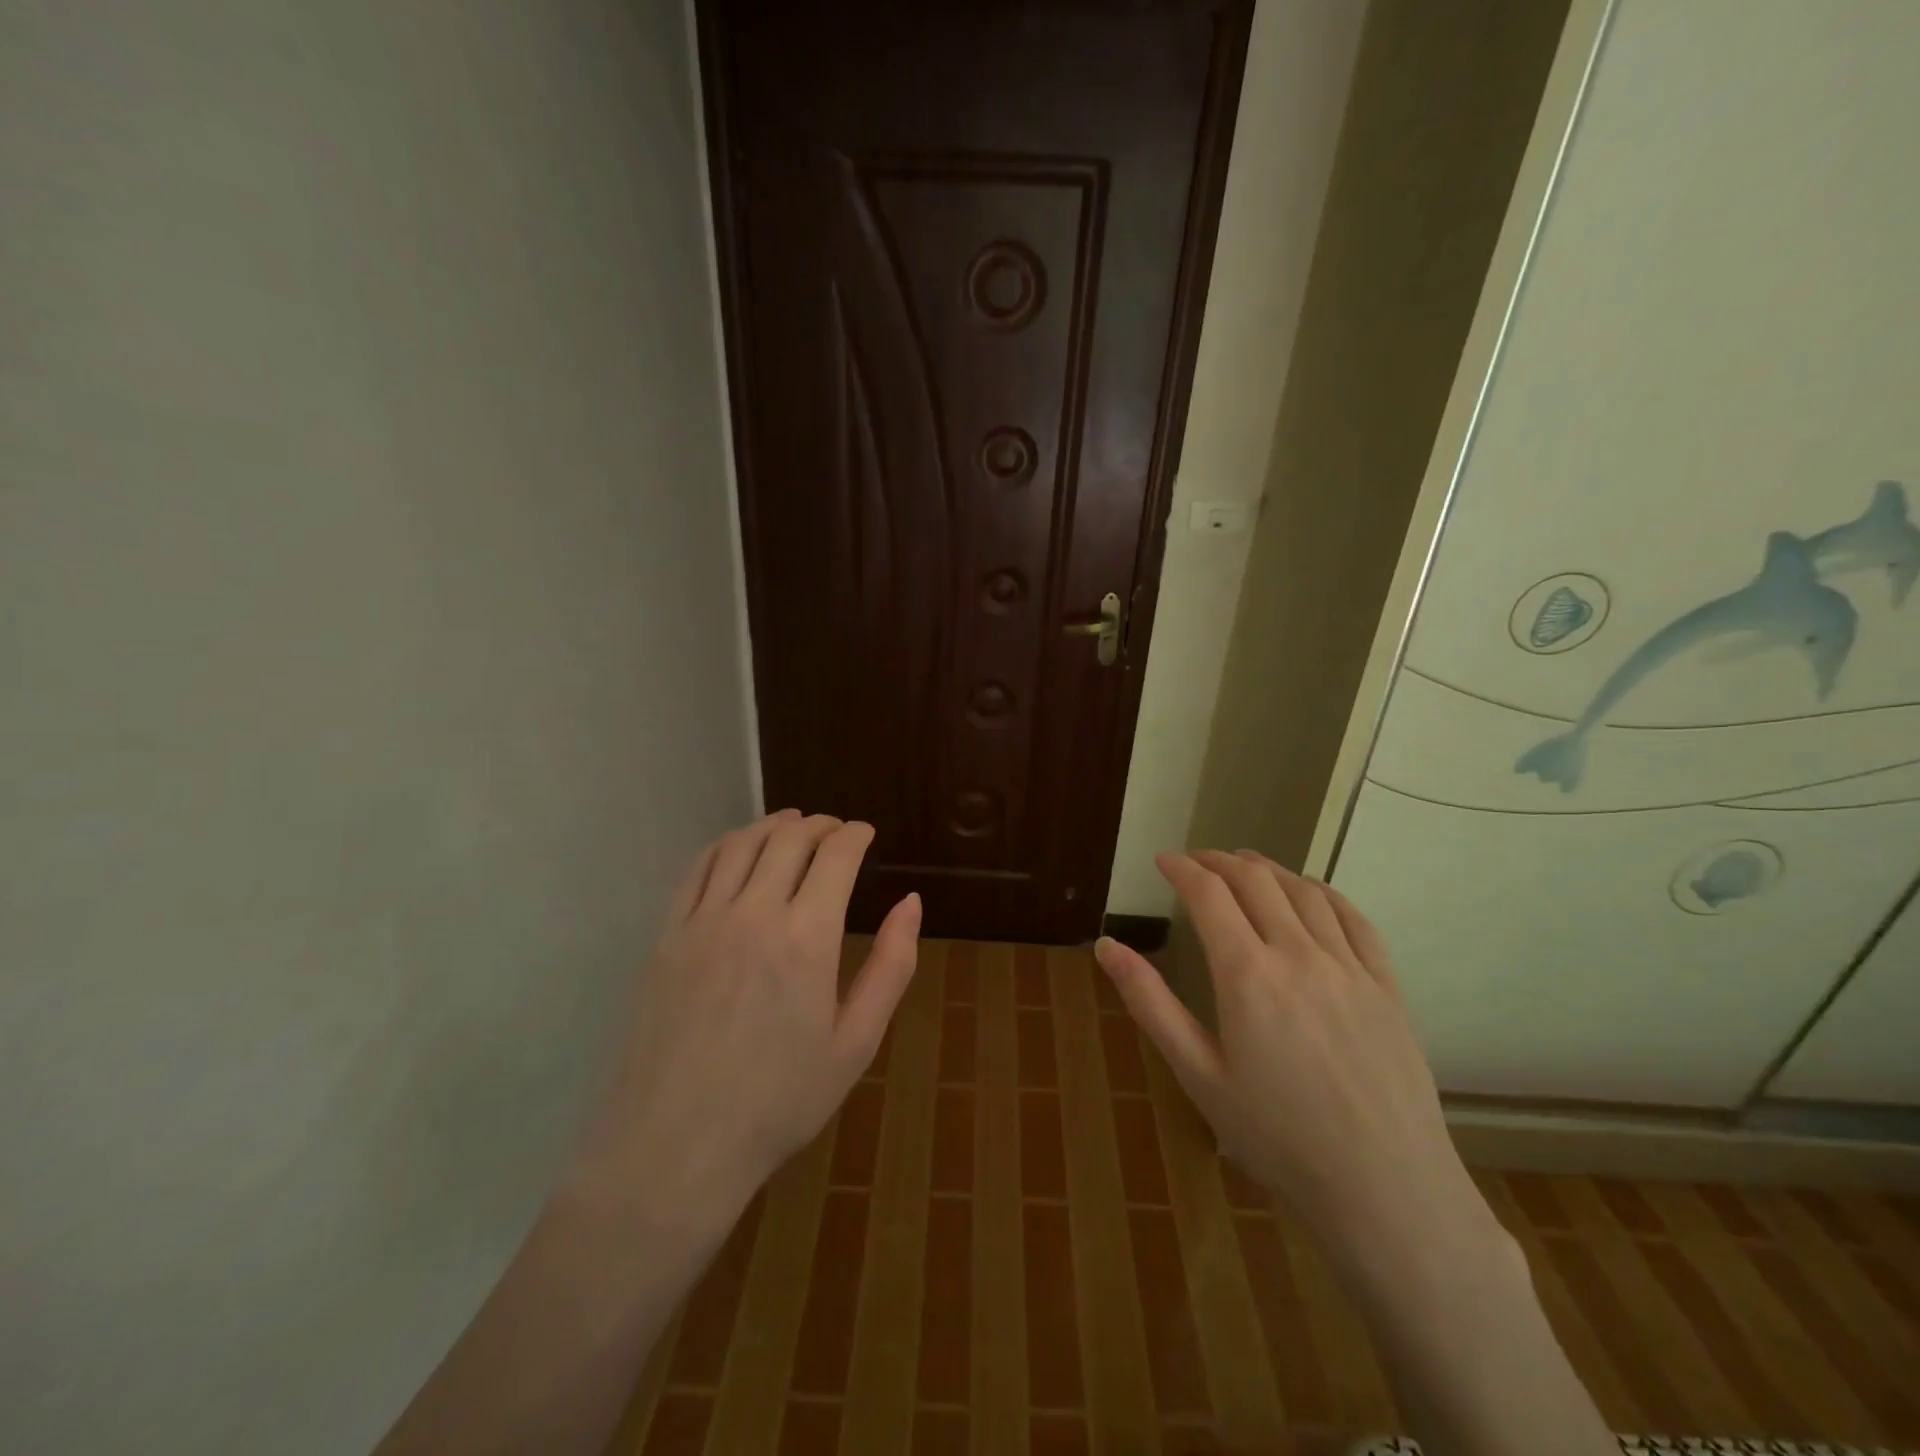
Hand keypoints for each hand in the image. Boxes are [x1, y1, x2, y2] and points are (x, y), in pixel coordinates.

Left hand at [572, 810, 920, 1220]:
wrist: (676, 1147)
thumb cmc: (780, 1101)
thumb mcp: (856, 1042)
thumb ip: (891, 966)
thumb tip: (911, 902)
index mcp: (806, 937)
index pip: (835, 855)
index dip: (855, 834)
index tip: (866, 833)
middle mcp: (753, 913)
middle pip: (789, 839)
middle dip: (819, 825)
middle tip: (835, 829)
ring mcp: (702, 921)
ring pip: (741, 844)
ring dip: (772, 825)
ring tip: (791, 825)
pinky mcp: (666, 936)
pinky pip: (697, 869)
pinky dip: (725, 845)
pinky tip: (737, 850)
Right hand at [1095, 850, 1498, 1271]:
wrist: (1384, 1188)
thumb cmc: (1277, 1136)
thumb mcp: (1197, 1073)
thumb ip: (1150, 1003)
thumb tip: (1105, 946)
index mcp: (1246, 974)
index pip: (1208, 895)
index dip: (1182, 869)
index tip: (1163, 861)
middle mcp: (1298, 954)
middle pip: (1255, 881)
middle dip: (1219, 861)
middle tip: (1196, 860)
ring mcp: (1348, 967)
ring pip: (1304, 891)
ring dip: (1268, 868)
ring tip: (1245, 864)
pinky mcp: (1386, 986)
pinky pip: (1355, 919)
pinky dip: (1324, 892)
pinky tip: (1311, 891)